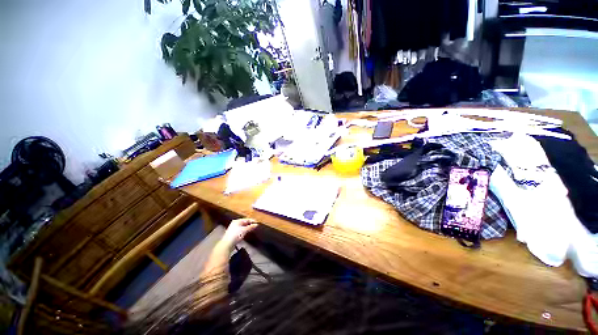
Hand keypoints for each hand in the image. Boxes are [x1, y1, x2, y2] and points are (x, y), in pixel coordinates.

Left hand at [220, 218, 257, 249]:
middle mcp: (235, 223)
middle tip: (255, 226)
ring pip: (242, 227)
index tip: (257, 222)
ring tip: (252, 229)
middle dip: (249, 224)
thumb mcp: (244, 230)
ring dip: (247, 228)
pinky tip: (246, 233)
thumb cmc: (235, 235)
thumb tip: (256, 224)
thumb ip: (250, 227)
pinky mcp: (233, 234)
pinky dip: (244, 231)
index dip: (252, 221)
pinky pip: (240, 230)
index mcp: (237, 221)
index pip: (246, 219)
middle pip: (244, 223)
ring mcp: (233, 229)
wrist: (227, 244)